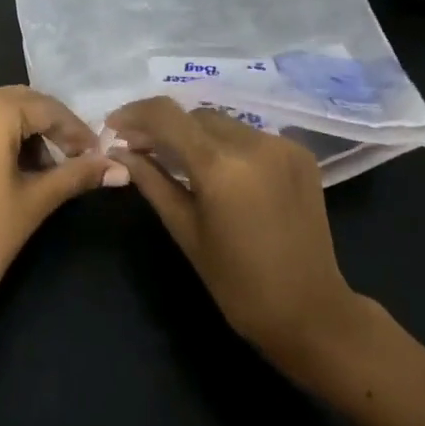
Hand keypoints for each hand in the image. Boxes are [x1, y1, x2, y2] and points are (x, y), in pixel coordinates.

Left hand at [0, 87, 125, 332]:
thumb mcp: (35, 202)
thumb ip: (77, 175)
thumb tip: (121, 168)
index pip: (45, 108)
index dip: (75, 130)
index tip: (98, 154)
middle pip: (19, 103)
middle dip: (50, 128)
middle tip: (78, 158)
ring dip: (24, 132)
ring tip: (48, 168)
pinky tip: (14, 166)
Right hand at [108, 97, 374, 381]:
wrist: (311, 311)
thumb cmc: (238, 283)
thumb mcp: (185, 231)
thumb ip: (152, 182)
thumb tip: (119, 151)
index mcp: (221, 167)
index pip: (167, 115)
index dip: (134, 114)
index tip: (113, 127)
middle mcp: (253, 143)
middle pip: (194, 116)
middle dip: (163, 127)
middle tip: (139, 148)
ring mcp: (281, 145)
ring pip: (222, 122)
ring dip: (194, 134)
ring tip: (176, 158)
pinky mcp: (299, 152)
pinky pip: (249, 135)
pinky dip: (225, 144)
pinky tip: (217, 169)